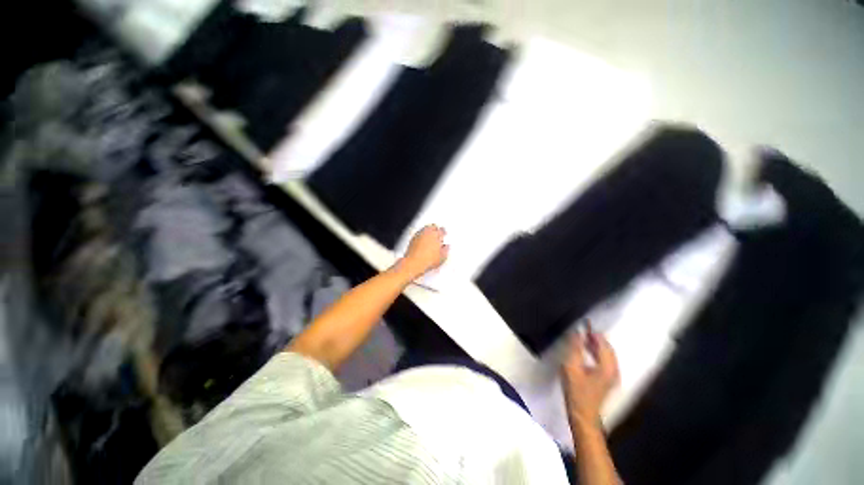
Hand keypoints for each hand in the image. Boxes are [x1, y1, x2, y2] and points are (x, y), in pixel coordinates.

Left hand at [398, 225, 448, 279]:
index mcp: (436, 234)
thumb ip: (446, 249)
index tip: (444, 234)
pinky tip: (422, 242)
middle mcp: (427, 232)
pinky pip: (418, 235)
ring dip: (428, 232)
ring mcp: (418, 235)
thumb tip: (446, 247)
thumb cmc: (428, 259)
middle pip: (432, 227)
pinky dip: (421, 237)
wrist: (414, 263)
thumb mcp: (443, 257)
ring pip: (425, 229)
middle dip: (435, 230)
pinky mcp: (412, 239)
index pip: (442, 230)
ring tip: (430, 239)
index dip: (444, 232)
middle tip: (437, 234)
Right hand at [561, 322, 619, 425]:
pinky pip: (604, 360)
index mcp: (607, 366)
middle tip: (582, 327)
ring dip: (595, 344)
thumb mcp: (571, 367)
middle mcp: (614, 369)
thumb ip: (575, 348)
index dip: (594, 331)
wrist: (583, 415)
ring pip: (606, 354)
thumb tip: (577, 332)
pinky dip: (596, 352)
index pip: (603, 343)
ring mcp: (612, 375)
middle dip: (596, 337)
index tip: (584, 321)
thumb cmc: (576, 391)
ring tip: (582, 336)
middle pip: (607, 347)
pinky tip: (586, 350)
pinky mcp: (608, 379)